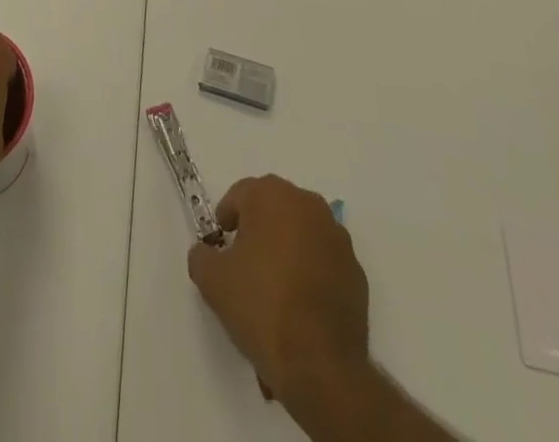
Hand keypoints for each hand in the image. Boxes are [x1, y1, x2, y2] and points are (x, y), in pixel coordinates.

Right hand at [187, 175, 370, 407]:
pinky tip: (300, 308)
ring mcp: (337, 238)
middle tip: (245, 264)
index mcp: (272, 196)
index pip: (241, 194)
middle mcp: (308, 205)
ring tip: (274, 290)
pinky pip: (324, 262)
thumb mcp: (212, 281)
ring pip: (301, 234)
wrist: (320, 365)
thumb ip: (202, 256)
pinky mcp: (356, 273)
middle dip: (258, 230)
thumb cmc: (261, 307)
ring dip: (287, 251)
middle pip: (274, 209)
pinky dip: (311, 274)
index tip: (221, 245)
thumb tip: (207, 252)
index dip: (227, 217)